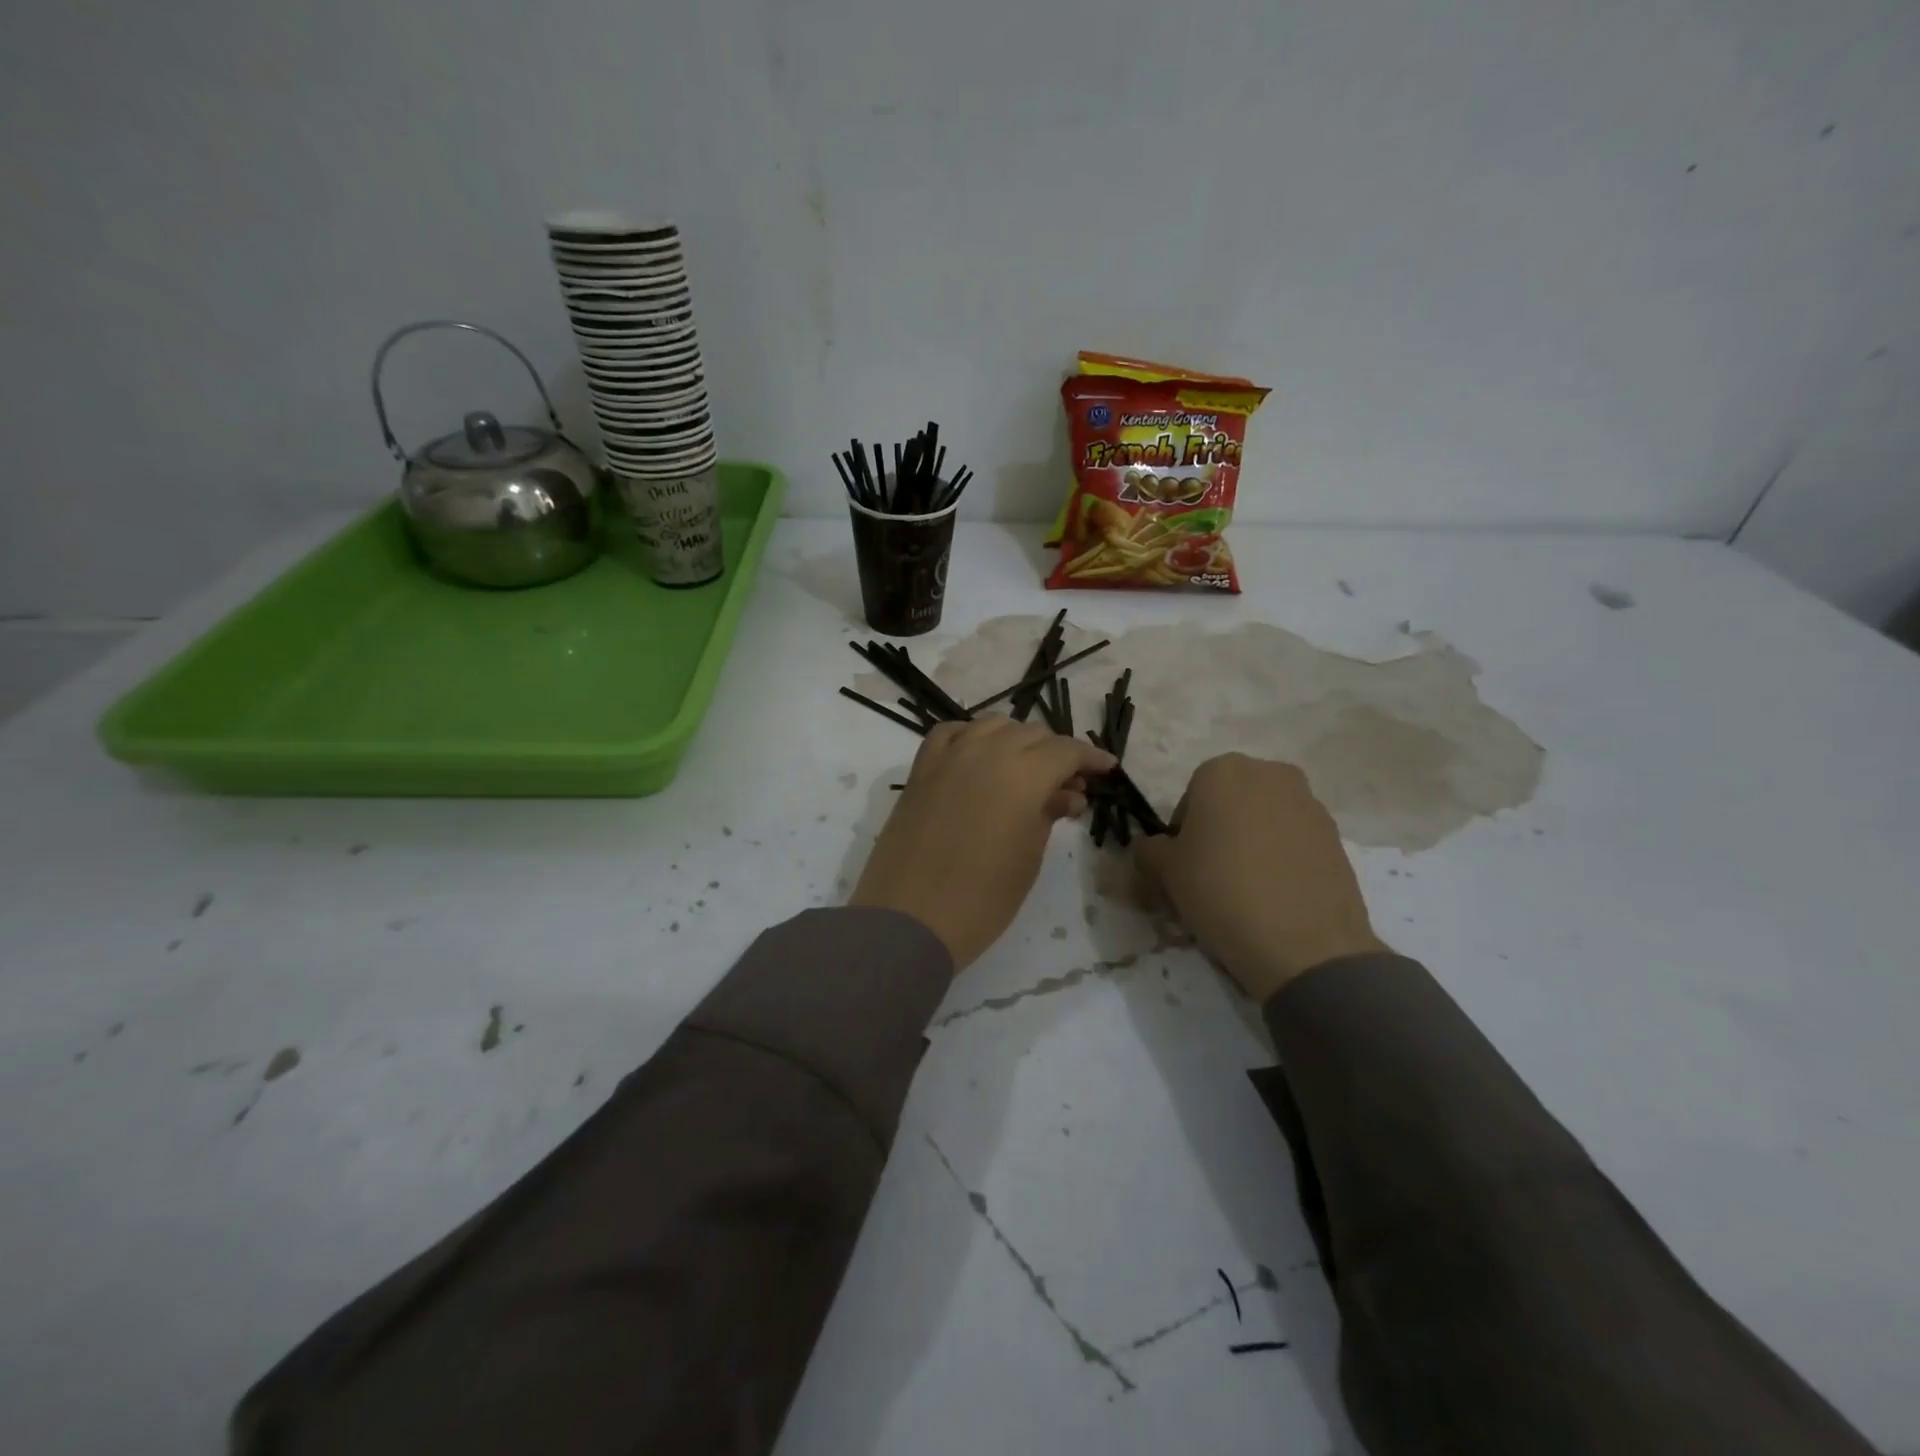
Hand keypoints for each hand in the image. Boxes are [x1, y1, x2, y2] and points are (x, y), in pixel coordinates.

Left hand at [851, 717, 1114, 970]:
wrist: (908, 919)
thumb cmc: (981, 899)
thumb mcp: (1028, 857)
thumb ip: (1049, 814)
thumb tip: (1067, 793)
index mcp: (1022, 774)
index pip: (1065, 751)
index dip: (1090, 758)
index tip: (1107, 769)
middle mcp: (986, 751)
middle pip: (1032, 734)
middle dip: (1057, 753)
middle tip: (1071, 783)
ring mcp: (948, 756)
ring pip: (993, 726)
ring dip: (1018, 741)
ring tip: (1028, 771)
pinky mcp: (921, 769)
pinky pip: (951, 734)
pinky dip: (972, 738)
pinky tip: (980, 758)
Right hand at [1135, 753, 1386, 1000]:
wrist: (1305, 944)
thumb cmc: (1221, 891)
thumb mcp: (1164, 871)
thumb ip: (1149, 849)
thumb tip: (1152, 848)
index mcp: (1223, 770)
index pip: (1189, 798)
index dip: (1181, 834)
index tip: (1182, 867)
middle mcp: (1270, 774)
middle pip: (1230, 803)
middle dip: (1218, 832)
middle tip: (1210, 876)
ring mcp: (1310, 803)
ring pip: (1264, 821)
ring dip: (1251, 845)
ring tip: (1245, 891)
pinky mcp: (1337, 837)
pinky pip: (1294, 842)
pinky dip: (1281, 860)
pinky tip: (1275, 897)